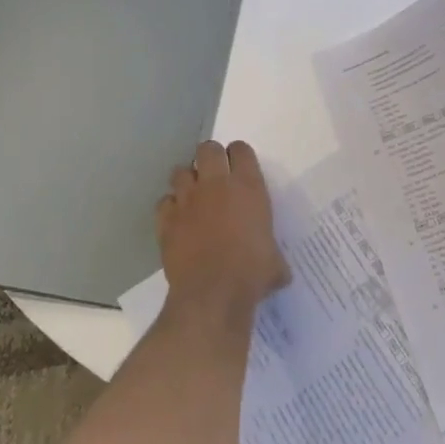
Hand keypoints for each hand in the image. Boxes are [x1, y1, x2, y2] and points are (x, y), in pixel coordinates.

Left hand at [158, 140, 289, 315]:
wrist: (213, 294)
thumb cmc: (252, 273)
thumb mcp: (275, 263)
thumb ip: (274, 255)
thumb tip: (279, 270)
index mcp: (248, 187)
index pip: (241, 150)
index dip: (239, 156)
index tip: (241, 168)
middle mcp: (216, 184)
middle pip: (207, 149)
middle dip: (210, 158)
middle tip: (215, 177)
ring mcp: (187, 199)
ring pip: (180, 171)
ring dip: (187, 180)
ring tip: (194, 197)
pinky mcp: (166, 219)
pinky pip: (164, 202)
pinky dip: (170, 208)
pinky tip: (178, 221)